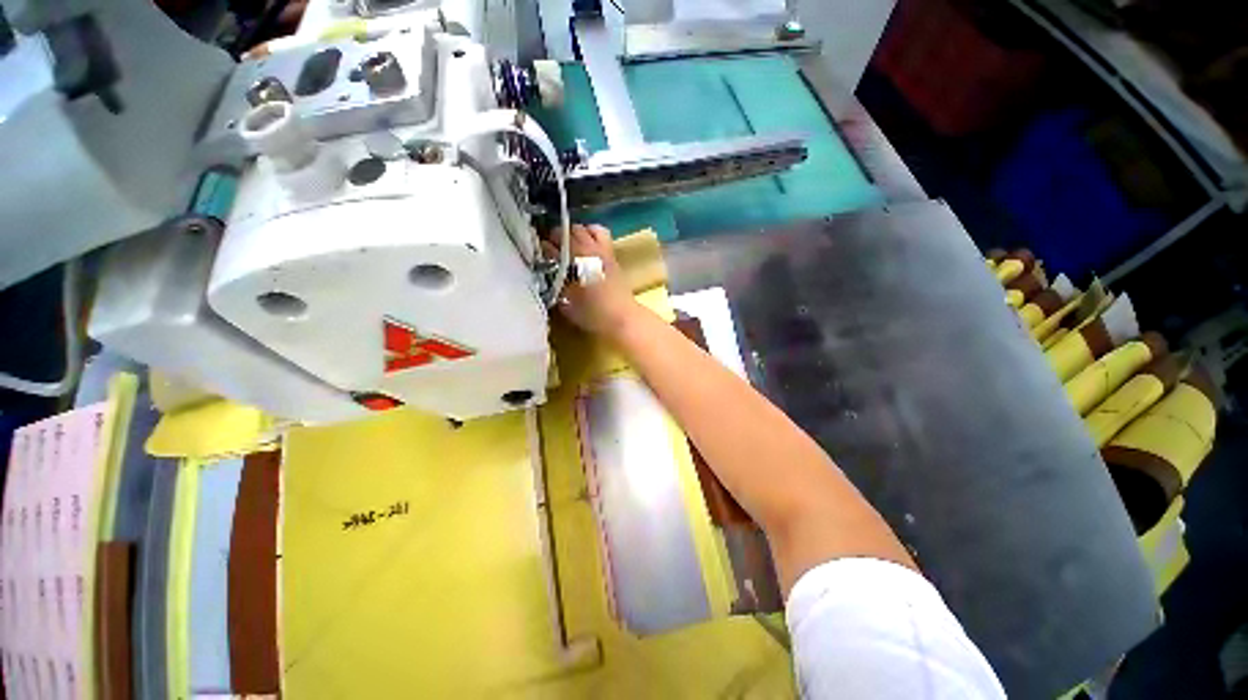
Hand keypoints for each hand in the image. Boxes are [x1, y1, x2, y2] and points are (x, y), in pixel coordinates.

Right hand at [549, 224, 637, 336]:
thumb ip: (554, 287)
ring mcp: (598, 248)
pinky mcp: (610, 251)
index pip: (547, 247)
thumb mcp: (566, 305)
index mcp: (569, 264)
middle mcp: (582, 251)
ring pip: (580, 228)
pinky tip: (588, 244)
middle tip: (553, 251)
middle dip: (554, 240)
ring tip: (570, 245)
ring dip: (572, 234)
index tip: (540, 258)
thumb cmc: (592, 315)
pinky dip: (591, 232)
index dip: (541, 251)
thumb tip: (548, 275)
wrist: (622, 316)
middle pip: (562, 232)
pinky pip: (599, 231)